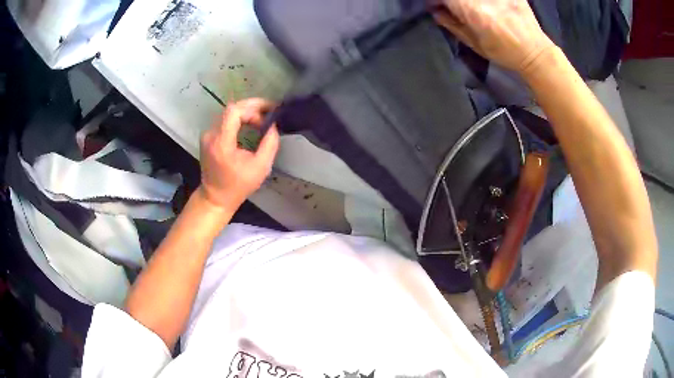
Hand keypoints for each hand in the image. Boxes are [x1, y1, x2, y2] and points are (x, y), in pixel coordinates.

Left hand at [199, 98, 279, 209]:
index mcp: (222, 142)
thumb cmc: (238, 186)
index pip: (234, 111)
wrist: (215, 197)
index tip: (266, 118)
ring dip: (247, 111)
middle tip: (270, 110)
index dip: (252, 109)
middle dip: (253, 106)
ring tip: (263, 116)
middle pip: (231, 108)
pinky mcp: (208, 136)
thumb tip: (274, 126)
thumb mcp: (261, 168)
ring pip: (229, 112)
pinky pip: (225, 119)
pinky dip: (240, 117)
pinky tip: (251, 122)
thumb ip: (270, 144)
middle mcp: (211, 134)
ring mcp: (208, 134)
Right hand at [432, 0, 554, 73]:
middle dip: (453, 1)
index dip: (436, 0)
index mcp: (473, 10)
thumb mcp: (474, 43)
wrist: (535, 53)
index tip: (436, 6)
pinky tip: (488, 6)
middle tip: (453, 7)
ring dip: (468, 2)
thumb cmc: (504, 53)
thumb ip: (452, 24)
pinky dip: (485, 1)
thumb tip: (436, 11)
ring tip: (472, 9)